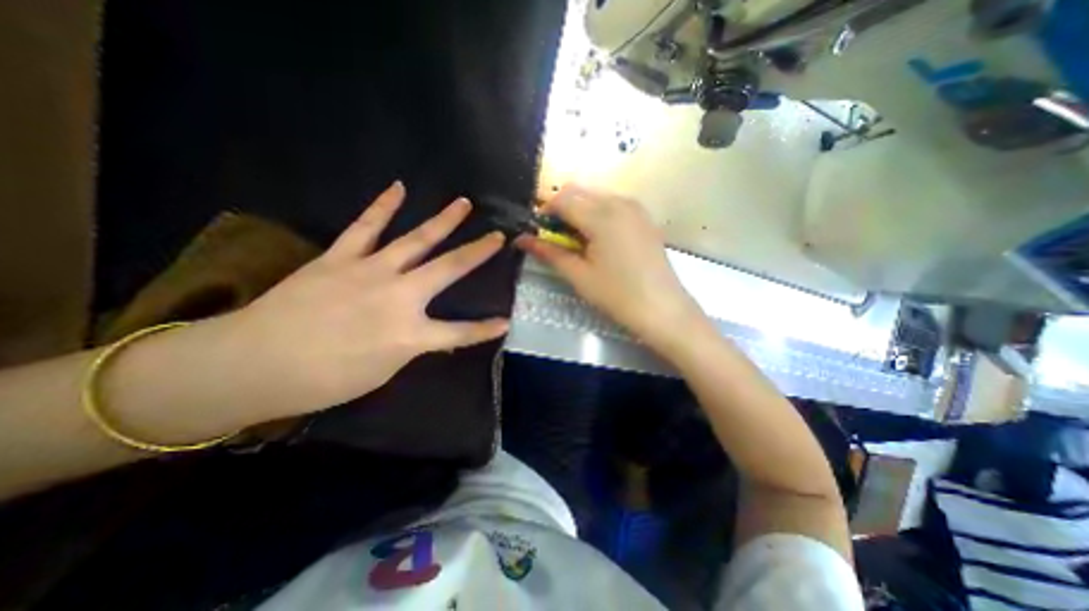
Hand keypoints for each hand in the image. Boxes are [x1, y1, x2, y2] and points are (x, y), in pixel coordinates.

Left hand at [229, 182, 511, 417]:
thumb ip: (411, 347)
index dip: (484, 329)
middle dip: (477, 253)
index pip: (460, 333)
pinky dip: (383, 206)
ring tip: (462, 203)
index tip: (506, 322)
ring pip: (416, 240)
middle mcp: (399, 296)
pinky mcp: (341, 258)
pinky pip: (366, 227)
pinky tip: (398, 188)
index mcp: (410, 333)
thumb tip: (431, 336)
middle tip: (498, 236)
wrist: (251, 363)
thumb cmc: (323, 380)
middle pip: (448, 269)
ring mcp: (370, 271)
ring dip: (443, 221)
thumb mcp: (381, 371)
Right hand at [517, 183, 701, 346]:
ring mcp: (635, 208)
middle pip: (578, 192)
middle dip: (561, 209)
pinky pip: (613, 204)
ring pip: (595, 196)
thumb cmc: (618, 295)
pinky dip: (598, 214)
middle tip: (557, 239)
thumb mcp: (579, 275)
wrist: (663, 309)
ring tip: (579, 242)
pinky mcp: (644, 218)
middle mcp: (619, 202)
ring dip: (579, 211)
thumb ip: (549, 252)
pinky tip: (600, 240)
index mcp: (601, 215)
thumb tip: (521, 240)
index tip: (540, 233)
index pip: (561, 199)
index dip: (544, 213)